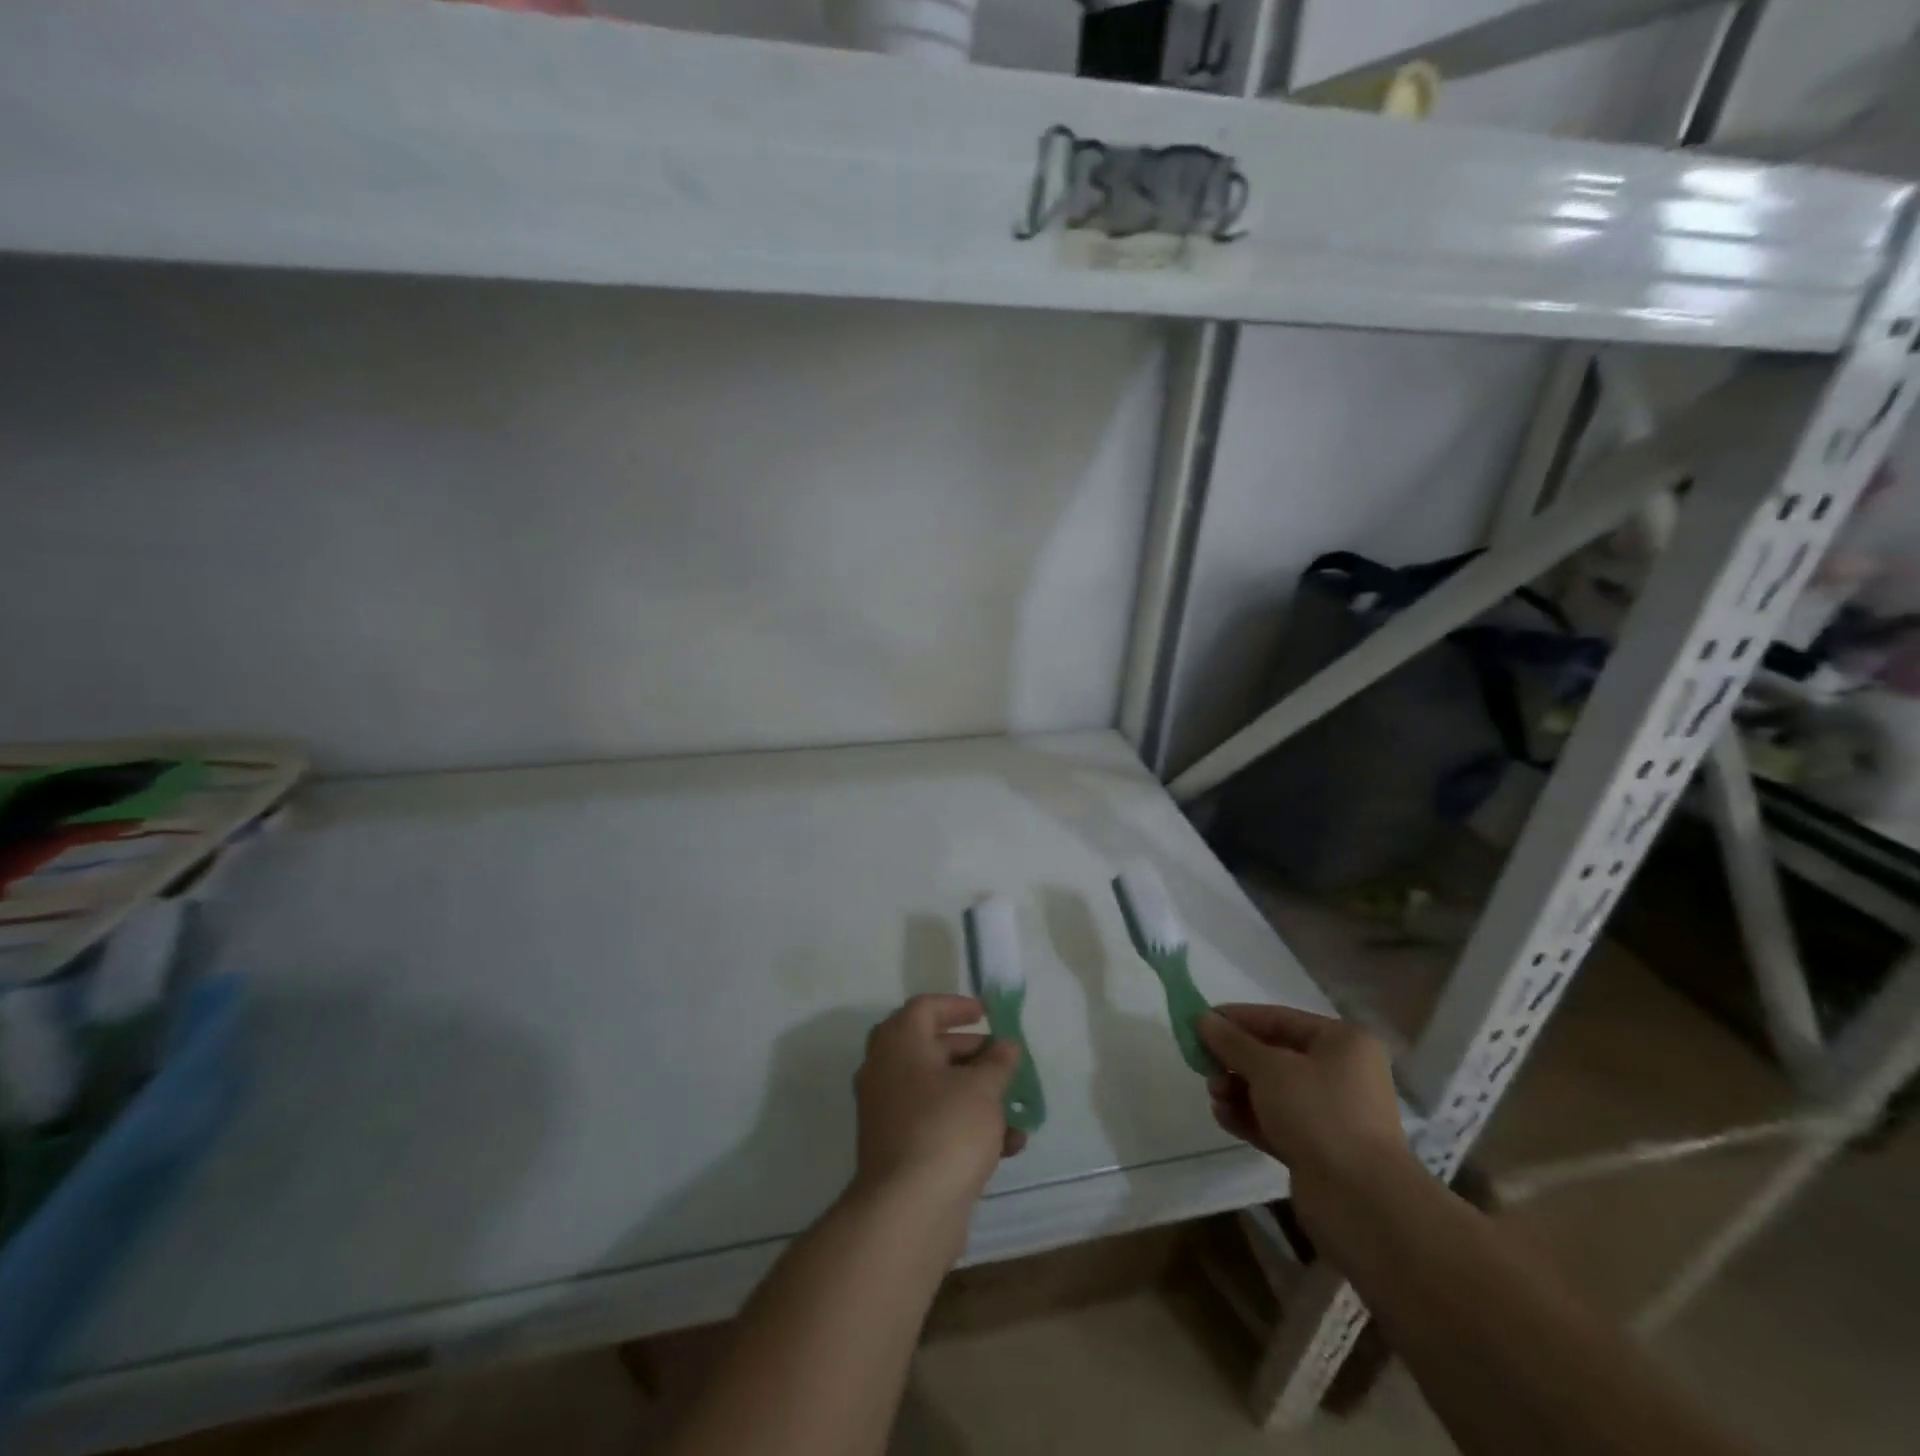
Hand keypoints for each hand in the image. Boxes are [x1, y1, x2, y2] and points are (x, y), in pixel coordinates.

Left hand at [853, 994, 1026, 1215]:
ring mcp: (889, 1112)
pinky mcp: (900, 1150)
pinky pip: (937, 1124)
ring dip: (978, 1096)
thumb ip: (998, 1062)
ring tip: (1016, 1108)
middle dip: (974, 1054)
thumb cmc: (946, 1129)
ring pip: (939, 1091)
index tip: (987, 1013)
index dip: (957, 1006)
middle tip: (1006, 1060)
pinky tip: (1009, 1146)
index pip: (925, 1008)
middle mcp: (887, 1071)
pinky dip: (969, 1127)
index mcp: (899, 1043)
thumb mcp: (982, 1088)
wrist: (908, 1211)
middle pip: (933, 1049)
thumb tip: (1006, 1046)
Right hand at [1198, 1004, 1414, 1228]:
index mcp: (1341, 1042)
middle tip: (1203, 1065)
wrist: (1362, 1203)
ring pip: (1273, 1091)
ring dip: (1238, 1090)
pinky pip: (1277, 1122)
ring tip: (1215, 1096)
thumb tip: (1203, 1019)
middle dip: (1235, 1060)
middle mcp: (1341, 1073)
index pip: (1278, 1018)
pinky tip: (1223, 1117)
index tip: (1198, 1022)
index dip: (1236, 1019)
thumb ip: (1232, 1042)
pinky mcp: (1319, 1149)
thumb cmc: (1319, 1114)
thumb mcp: (1268, 1068)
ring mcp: (1331, 1114)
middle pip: (1274, 1055)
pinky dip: (1249, 1117)